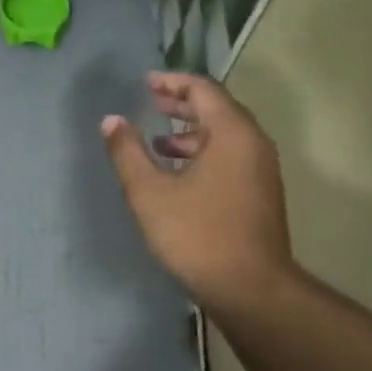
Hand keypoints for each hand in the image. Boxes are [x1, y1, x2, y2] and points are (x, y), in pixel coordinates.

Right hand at [101, 72, 293, 311]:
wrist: (250, 288)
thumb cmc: (197, 234)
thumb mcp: (150, 193)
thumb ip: (127, 153)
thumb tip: (111, 121)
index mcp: (232, 133)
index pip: (203, 90)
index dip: (172, 82)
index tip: (145, 82)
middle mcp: (253, 144)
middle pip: (218, 109)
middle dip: (182, 104)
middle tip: (150, 102)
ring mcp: (261, 170)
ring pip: (225, 136)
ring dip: (191, 132)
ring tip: (157, 141)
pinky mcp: (259, 194)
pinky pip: (230, 157)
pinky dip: (203, 154)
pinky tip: (178, 175)